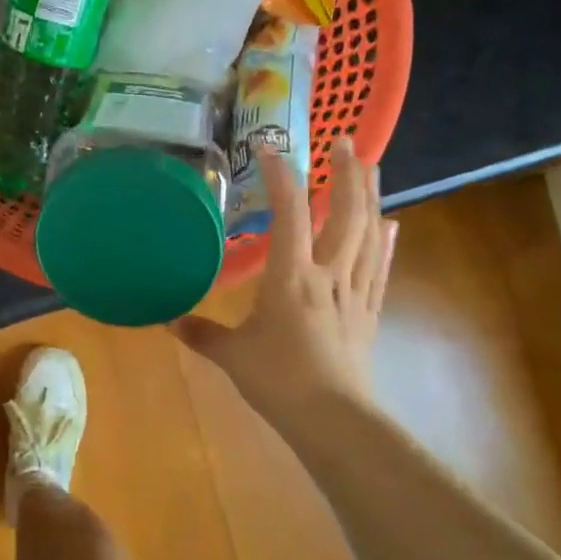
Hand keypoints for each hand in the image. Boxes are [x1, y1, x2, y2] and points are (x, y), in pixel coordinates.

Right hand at [174, 141, 396, 430]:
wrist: (333, 419)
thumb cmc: (278, 381)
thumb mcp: (231, 356)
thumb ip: (202, 334)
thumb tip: (168, 321)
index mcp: (291, 278)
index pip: (289, 215)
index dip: (282, 178)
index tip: (273, 148)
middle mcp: (327, 274)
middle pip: (344, 215)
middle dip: (346, 174)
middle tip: (346, 140)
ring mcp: (353, 292)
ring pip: (369, 235)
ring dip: (370, 197)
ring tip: (373, 166)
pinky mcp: (369, 313)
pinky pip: (380, 270)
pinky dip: (386, 243)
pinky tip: (392, 225)